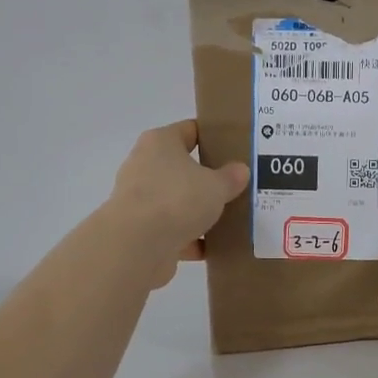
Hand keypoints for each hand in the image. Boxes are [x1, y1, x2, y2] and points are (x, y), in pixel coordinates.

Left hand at [108, 121, 249, 286]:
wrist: (137, 245)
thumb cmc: (177, 199)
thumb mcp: (216, 186)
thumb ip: (231, 177)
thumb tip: (240, 170)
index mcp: (160, 143)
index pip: (190, 130)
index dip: (213, 136)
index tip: (235, 148)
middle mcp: (145, 166)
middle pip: (182, 168)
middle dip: (207, 178)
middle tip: (237, 185)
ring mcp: (141, 200)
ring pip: (177, 202)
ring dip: (198, 211)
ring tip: (230, 218)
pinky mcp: (141, 231)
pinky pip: (172, 231)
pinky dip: (190, 239)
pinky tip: (214, 247)